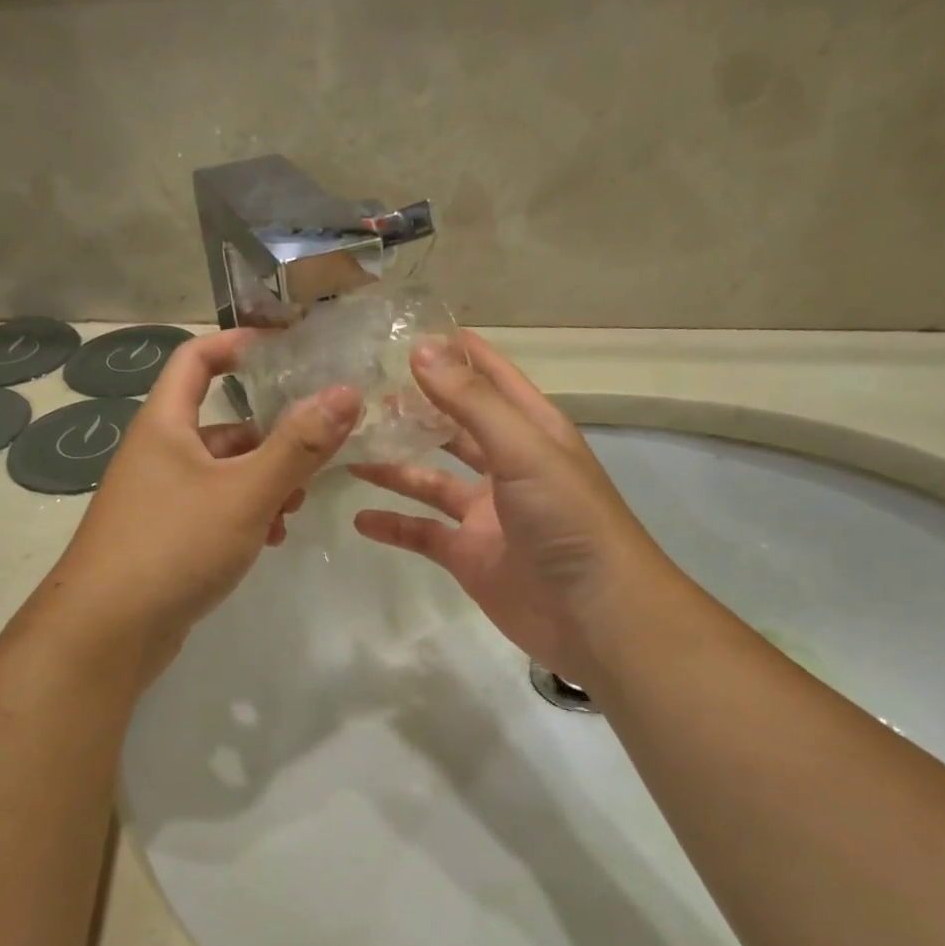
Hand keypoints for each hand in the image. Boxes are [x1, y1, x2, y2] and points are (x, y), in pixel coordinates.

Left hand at [34, 329, 360, 679]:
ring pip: (223, 472)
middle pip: (222, 423)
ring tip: (297, 506)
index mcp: (166, 425)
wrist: (106, 632)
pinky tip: (270, 539)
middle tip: (316, 450)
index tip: (284, 347)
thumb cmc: (174, 545)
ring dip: (264, 481)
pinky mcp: (165, 538)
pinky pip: (214, 509)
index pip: (196, 359)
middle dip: (271, 435)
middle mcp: (158, 454)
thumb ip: (298, 446)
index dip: (236, 344)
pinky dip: (246, 515)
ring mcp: (159, 499)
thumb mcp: (245, 492)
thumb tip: (346, 393)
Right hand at [351, 333, 671, 690]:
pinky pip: (422, 533)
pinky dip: (393, 525)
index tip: (409, 331)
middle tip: (363, 392)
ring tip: (349, 449)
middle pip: (454, 426)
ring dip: (395, 466)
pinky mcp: (468, 555)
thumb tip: (422, 349)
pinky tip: (359, 517)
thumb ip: (472, 402)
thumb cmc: (568, 519)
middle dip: (415, 409)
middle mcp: (507, 465)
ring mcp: (485, 513)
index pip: (491, 377)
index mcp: (530, 430)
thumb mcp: (522, 449)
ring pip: (431, 479)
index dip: (456, 352)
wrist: (595, 614)